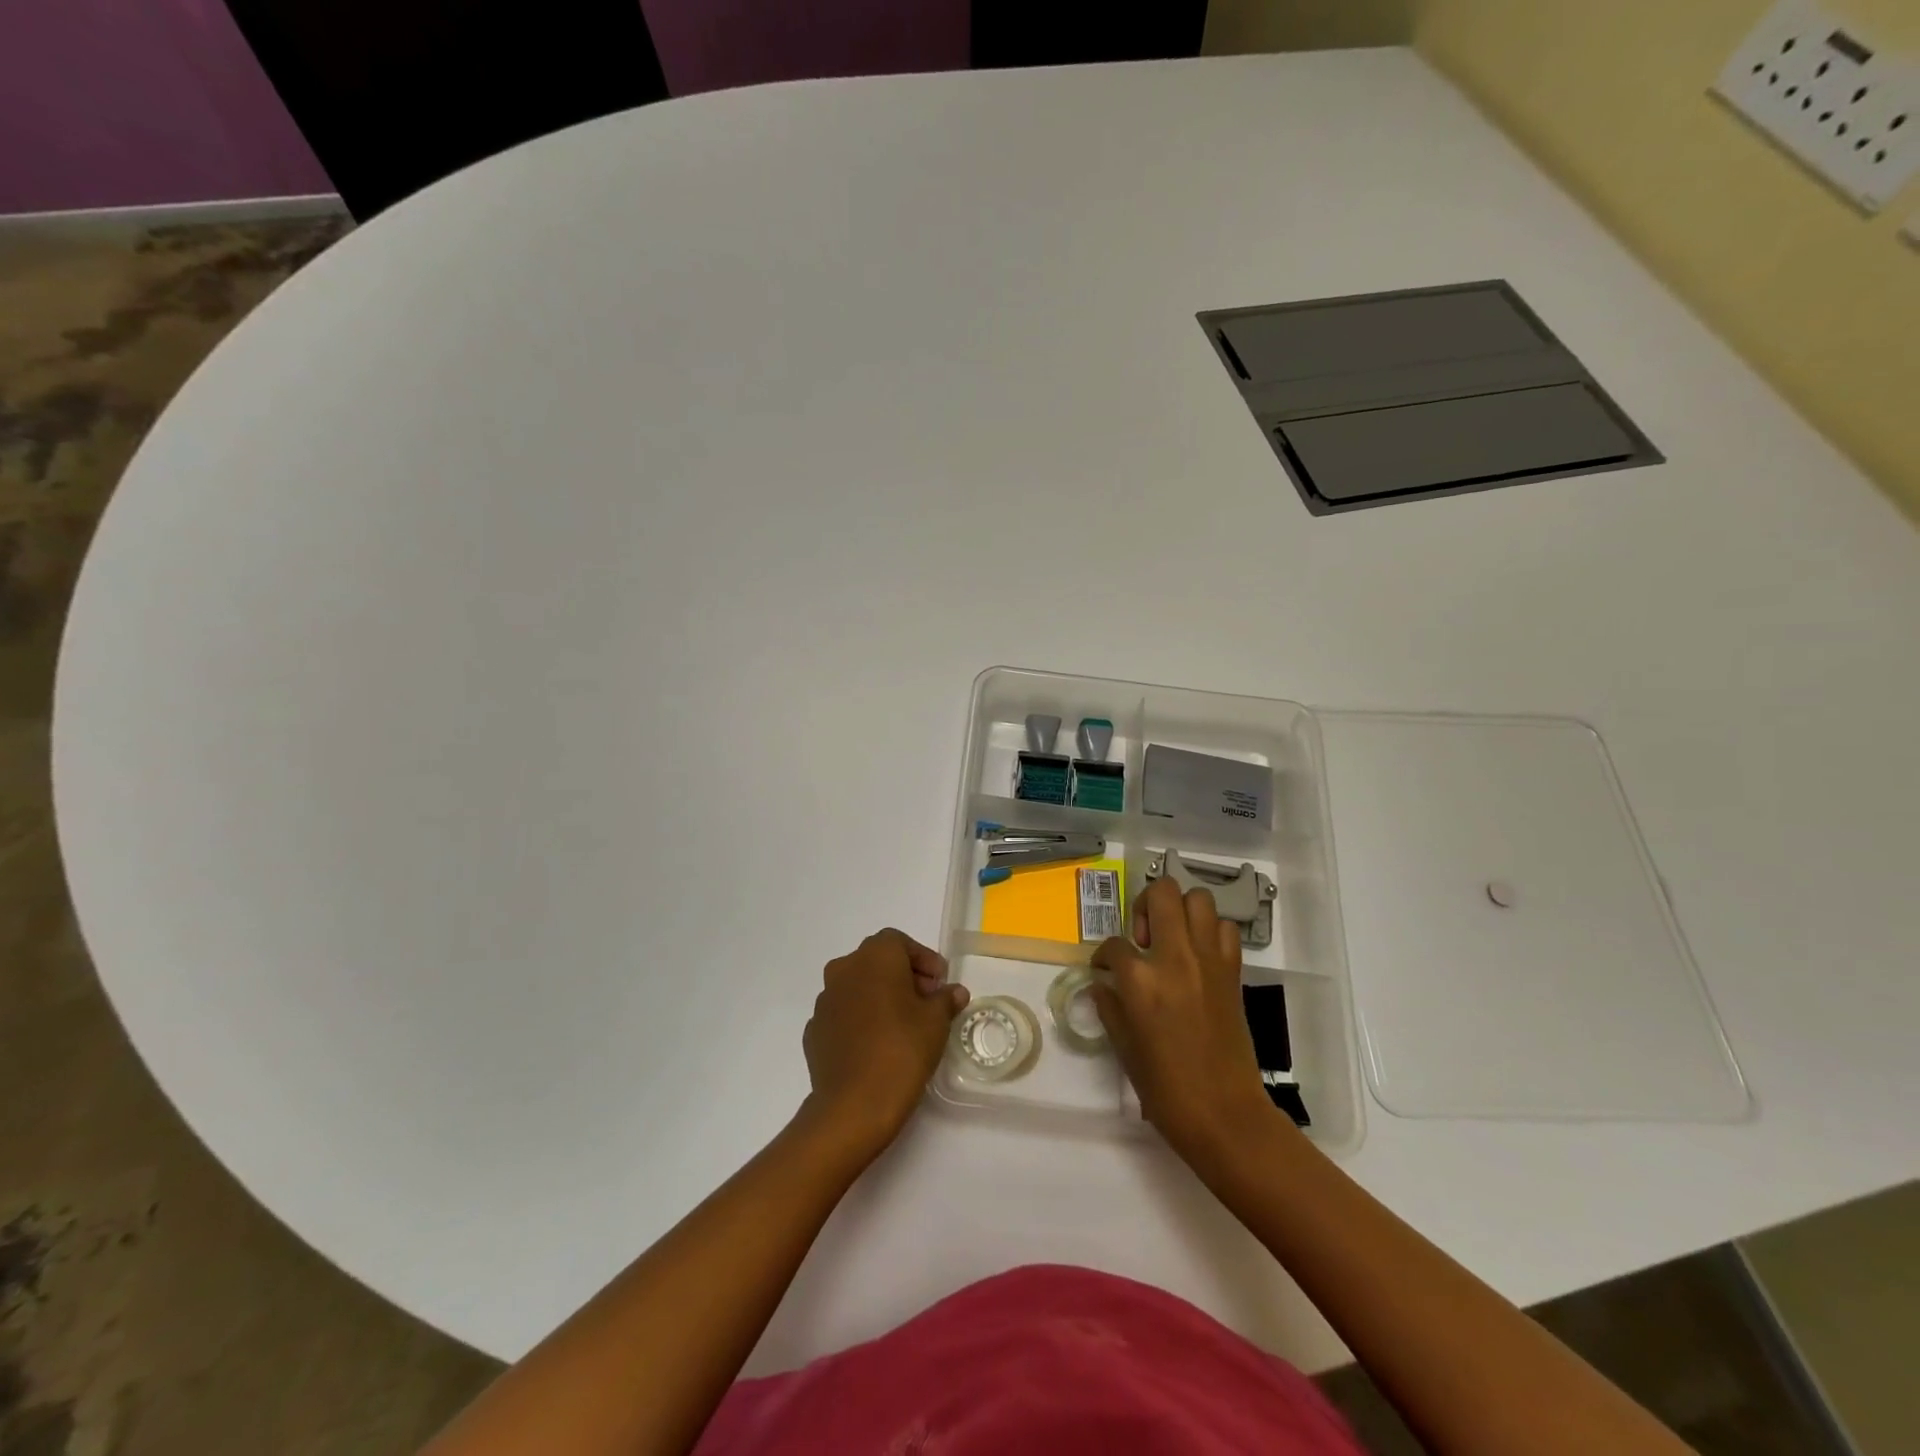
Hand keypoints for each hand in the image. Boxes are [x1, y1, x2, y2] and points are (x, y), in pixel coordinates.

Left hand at [799, 929, 968, 1163]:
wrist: (853, 1106)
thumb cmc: (902, 1050)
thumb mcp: (936, 1022)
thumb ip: (946, 999)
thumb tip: (954, 991)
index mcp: (874, 957)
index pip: (899, 942)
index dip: (923, 959)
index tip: (940, 983)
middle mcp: (844, 969)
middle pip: (877, 961)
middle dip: (903, 976)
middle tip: (926, 1002)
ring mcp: (824, 1000)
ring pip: (857, 986)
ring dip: (879, 997)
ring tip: (903, 1025)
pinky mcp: (814, 1031)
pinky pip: (844, 1014)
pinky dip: (861, 1020)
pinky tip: (877, 1045)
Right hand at [1091, 877, 1275, 1164]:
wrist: (1224, 1113)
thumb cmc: (1165, 1088)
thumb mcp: (1124, 1047)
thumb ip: (1110, 1006)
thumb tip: (1102, 984)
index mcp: (1140, 980)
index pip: (1113, 944)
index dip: (1104, 956)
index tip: (1105, 970)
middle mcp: (1175, 957)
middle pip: (1161, 893)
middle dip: (1144, 905)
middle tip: (1142, 936)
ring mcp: (1208, 960)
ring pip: (1198, 899)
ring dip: (1180, 910)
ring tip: (1171, 938)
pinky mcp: (1232, 971)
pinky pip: (1225, 929)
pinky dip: (1211, 931)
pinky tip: (1199, 955)